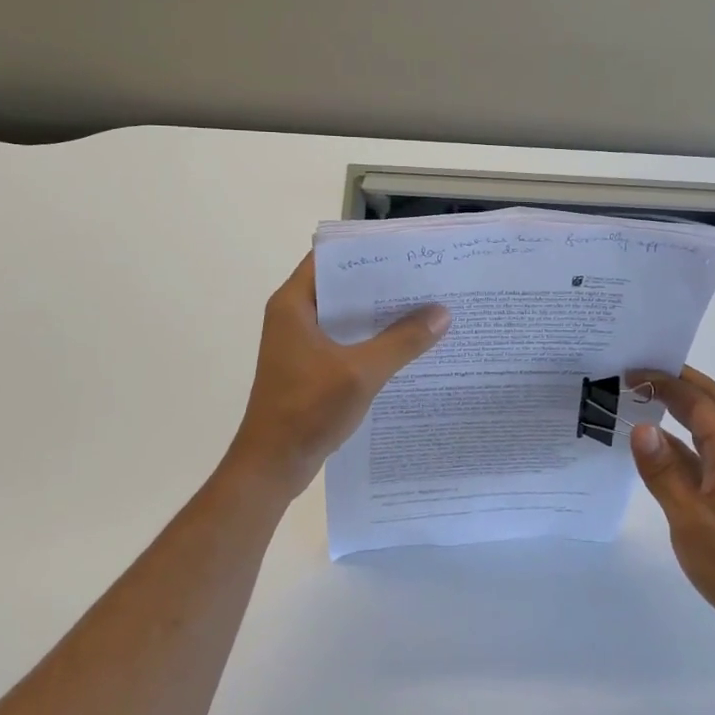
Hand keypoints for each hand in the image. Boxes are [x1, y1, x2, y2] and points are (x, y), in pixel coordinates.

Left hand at [225, 254, 449, 500]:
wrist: (272, 466)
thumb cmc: (307, 410)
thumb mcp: (360, 372)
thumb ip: (402, 341)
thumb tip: (442, 313)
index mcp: (294, 304)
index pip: (331, 258)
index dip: (367, 250)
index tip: (406, 249)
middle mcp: (294, 315)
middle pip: (343, 286)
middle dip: (383, 283)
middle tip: (427, 278)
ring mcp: (301, 343)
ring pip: (347, 316)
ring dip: (380, 314)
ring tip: (426, 307)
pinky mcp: (310, 367)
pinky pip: (346, 342)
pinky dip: (372, 340)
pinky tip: (407, 346)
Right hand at [628, 366, 714, 655]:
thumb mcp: (690, 519)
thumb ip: (662, 472)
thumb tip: (639, 426)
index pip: (700, 402)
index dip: (668, 380)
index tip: (632, 370)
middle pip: (709, 406)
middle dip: (676, 384)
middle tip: (636, 373)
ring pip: (704, 431)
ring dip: (675, 412)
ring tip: (637, 402)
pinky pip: (700, 458)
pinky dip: (676, 446)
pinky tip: (650, 451)